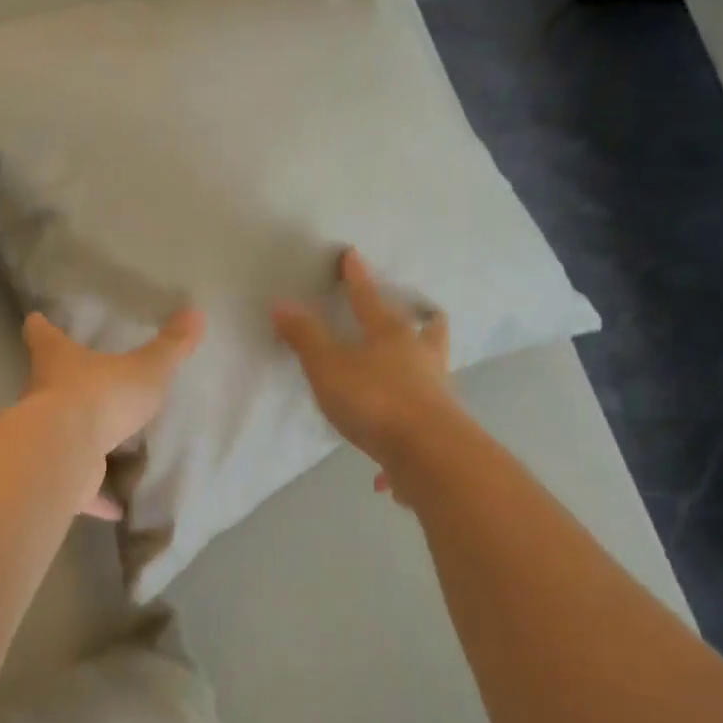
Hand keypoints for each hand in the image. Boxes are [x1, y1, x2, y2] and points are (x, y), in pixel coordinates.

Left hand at [22, 307, 205, 518]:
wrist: (67, 453)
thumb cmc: (101, 396)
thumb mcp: (145, 369)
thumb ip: (170, 347)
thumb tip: (195, 312)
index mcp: (58, 361)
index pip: (42, 335)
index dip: (40, 326)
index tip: (36, 320)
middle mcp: (43, 397)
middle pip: (46, 385)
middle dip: (61, 385)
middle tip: (84, 384)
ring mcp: (47, 439)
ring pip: (60, 437)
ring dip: (78, 442)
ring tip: (104, 446)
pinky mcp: (58, 477)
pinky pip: (80, 488)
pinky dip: (96, 497)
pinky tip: (117, 508)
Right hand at [272, 248, 453, 500]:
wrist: (429, 454)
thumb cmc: (374, 399)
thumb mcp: (328, 366)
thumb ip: (305, 337)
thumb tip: (281, 303)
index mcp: (390, 335)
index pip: (367, 299)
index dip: (356, 277)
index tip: (351, 255)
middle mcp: (420, 357)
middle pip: (427, 328)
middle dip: (422, 319)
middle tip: (420, 315)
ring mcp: (436, 391)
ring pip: (434, 370)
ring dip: (423, 367)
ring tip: (411, 373)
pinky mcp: (441, 428)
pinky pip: (423, 421)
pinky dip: (408, 428)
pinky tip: (387, 467)